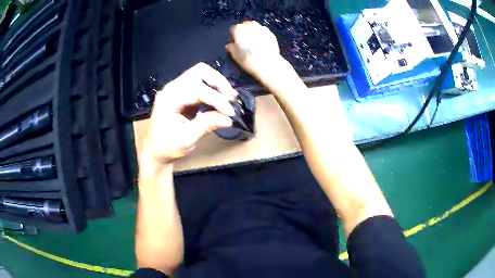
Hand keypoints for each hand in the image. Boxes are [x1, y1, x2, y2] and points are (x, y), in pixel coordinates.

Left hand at [144, 63, 236, 162]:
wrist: (155, 151)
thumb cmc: (166, 147)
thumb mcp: (186, 139)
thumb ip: (206, 125)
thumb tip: (229, 119)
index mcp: (169, 99)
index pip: (197, 90)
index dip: (216, 99)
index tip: (231, 113)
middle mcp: (172, 88)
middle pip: (199, 72)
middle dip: (219, 83)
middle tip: (231, 98)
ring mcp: (177, 88)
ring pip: (201, 74)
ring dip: (218, 84)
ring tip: (230, 98)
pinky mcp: (183, 93)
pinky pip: (201, 83)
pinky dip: (214, 88)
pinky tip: (223, 99)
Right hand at [226, 21, 281, 77]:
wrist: (267, 63)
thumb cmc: (247, 59)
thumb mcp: (235, 55)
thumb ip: (231, 48)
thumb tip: (230, 45)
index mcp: (239, 29)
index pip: (233, 29)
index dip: (233, 36)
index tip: (234, 43)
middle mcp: (250, 25)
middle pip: (245, 26)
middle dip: (243, 32)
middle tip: (244, 41)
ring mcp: (262, 28)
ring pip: (255, 27)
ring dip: (253, 32)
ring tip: (253, 42)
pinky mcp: (271, 33)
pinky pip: (263, 32)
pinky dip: (261, 35)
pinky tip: (262, 43)